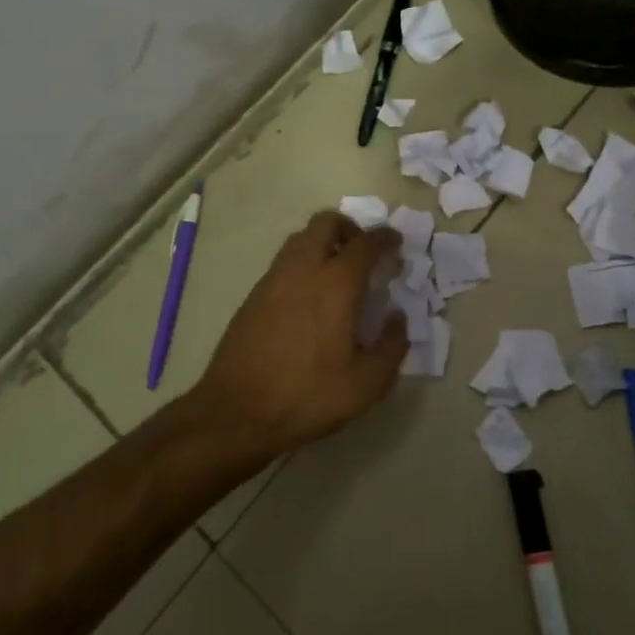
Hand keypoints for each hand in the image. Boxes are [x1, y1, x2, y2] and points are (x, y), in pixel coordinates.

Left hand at [191, 211, 407, 460]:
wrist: (236, 412)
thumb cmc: (307, 396)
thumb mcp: (366, 384)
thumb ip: (392, 346)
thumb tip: (397, 318)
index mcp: (336, 284)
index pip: (365, 243)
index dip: (385, 238)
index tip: (397, 244)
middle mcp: (303, 269)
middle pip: (326, 223)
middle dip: (350, 228)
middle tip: (364, 253)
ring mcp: (273, 279)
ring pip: (301, 238)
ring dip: (323, 243)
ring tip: (338, 273)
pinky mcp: (254, 295)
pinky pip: (284, 262)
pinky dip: (303, 263)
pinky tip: (310, 297)